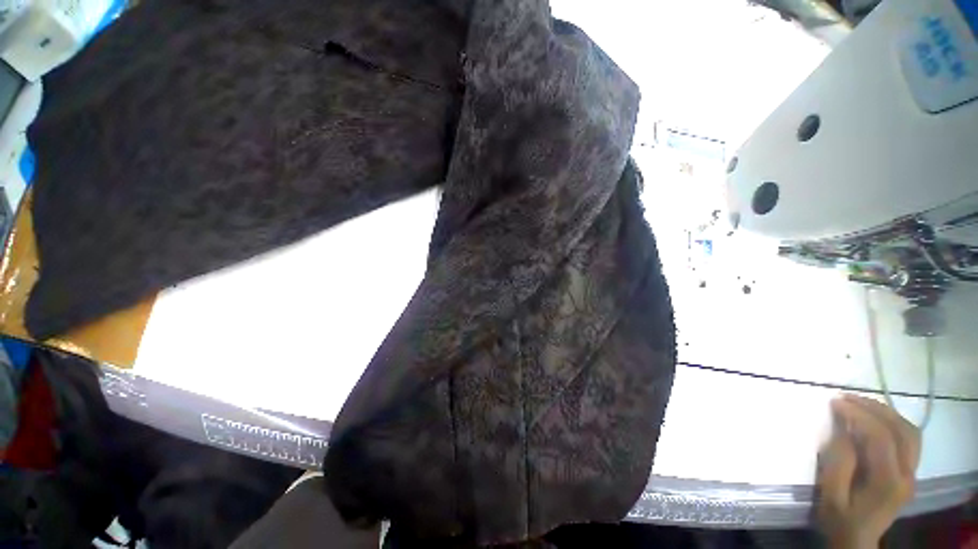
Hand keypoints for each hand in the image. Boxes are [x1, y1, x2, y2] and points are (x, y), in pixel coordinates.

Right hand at [816, 394, 921, 548]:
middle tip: (846, 397)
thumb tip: (842, 429)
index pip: (880, 437)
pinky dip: (893, 422)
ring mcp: (912, 473)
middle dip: (873, 408)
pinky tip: (875, 419)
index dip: (858, 415)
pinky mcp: (910, 472)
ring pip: (909, 431)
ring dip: (885, 412)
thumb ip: (838, 462)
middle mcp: (907, 475)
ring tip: (859, 403)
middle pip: (901, 430)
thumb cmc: (839, 519)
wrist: (856, 540)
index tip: (834, 402)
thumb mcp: (830, 495)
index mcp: (888, 482)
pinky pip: (909, 438)